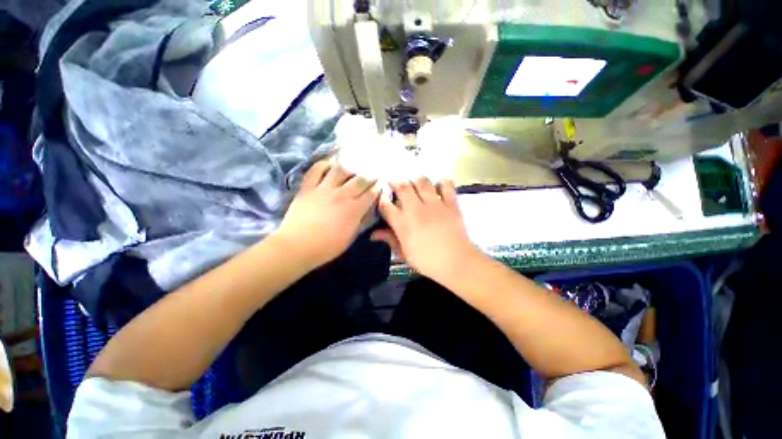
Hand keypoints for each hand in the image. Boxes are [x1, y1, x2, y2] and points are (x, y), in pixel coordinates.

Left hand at [276, 161, 379, 269]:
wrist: (296, 246)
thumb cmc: (326, 247)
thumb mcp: (350, 237)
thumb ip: (361, 222)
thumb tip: (368, 210)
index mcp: (353, 209)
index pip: (370, 194)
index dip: (377, 188)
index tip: (380, 185)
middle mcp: (341, 195)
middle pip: (359, 180)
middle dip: (369, 177)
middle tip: (371, 176)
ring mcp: (324, 189)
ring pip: (340, 170)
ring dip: (349, 169)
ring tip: (351, 172)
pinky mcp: (308, 187)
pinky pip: (316, 170)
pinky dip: (324, 165)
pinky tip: (330, 165)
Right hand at [371, 177, 480, 282]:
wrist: (456, 262)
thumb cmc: (427, 261)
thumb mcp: (404, 253)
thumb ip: (390, 239)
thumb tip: (373, 234)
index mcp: (403, 223)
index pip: (386, 205)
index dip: (382, 199)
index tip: (382, 197)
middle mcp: (416, 209)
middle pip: (403, 187)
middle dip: (396, 183)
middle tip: (395, 183)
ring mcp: (434, 204)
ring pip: (422, 182)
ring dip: (416, 180)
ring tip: (415, 182)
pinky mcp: (450, 204)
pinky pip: (446, 186)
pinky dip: (443, 182)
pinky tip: (439, 183)